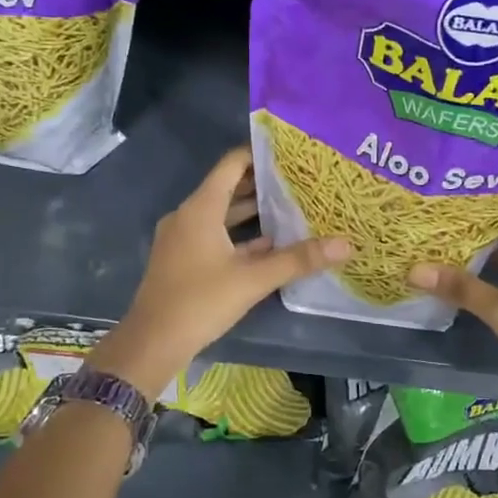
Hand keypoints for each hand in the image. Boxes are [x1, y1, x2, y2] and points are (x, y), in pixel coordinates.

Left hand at [88, 146, 349, 395]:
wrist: (152, 343)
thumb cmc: (200, 302)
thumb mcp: (253, 280)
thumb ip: (298, 260)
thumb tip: (345, 244)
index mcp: (200, 209)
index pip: (231, 165)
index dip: (259, 154)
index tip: (291, 153)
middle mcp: (189, 216)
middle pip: (228, 188)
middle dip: (262, 184)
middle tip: (300, 180)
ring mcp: (183, 239)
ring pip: (222, 215)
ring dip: (252, 212)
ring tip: (292, 208)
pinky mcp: (183, 260)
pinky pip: (215, 236)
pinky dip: (239, 236)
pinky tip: (270, 245)